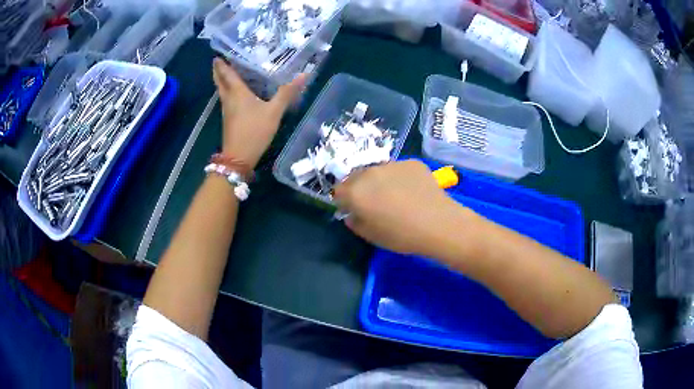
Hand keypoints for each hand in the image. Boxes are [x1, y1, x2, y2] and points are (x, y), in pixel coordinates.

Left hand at [212, 58, 305, 167]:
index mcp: (237, 93)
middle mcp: (228, 99)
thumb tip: (304, 74)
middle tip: (217, 61)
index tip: (217, 55)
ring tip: (225, 73)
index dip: (222, 64)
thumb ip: (287, 93)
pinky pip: (226, 100)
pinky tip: (233, 93)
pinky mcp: (229, 120)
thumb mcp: (274, 112)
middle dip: (218, 72)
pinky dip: (226, 92)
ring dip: (221, 81)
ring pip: (221, 91)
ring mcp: (226, 111)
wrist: (239, 158)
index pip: (227, 74)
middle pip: (220, 82)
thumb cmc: (254, 131)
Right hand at [333, 160, 475, 256]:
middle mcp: (369, 172)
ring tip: (396, 196)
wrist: (438, 223)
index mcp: (355, 191)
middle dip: (360, 188)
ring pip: (378, 171)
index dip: (344, 201)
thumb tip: (352, 214)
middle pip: (356, 177)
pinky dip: (400, 178)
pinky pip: (398, 170)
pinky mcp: (411, 162)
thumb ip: (355, 222)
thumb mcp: (371, 236)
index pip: (338, 191)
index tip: (354, 210)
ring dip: (380, 181)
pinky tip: (413, 192)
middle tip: (374, 203)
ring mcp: (392, 164)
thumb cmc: (401, 235)